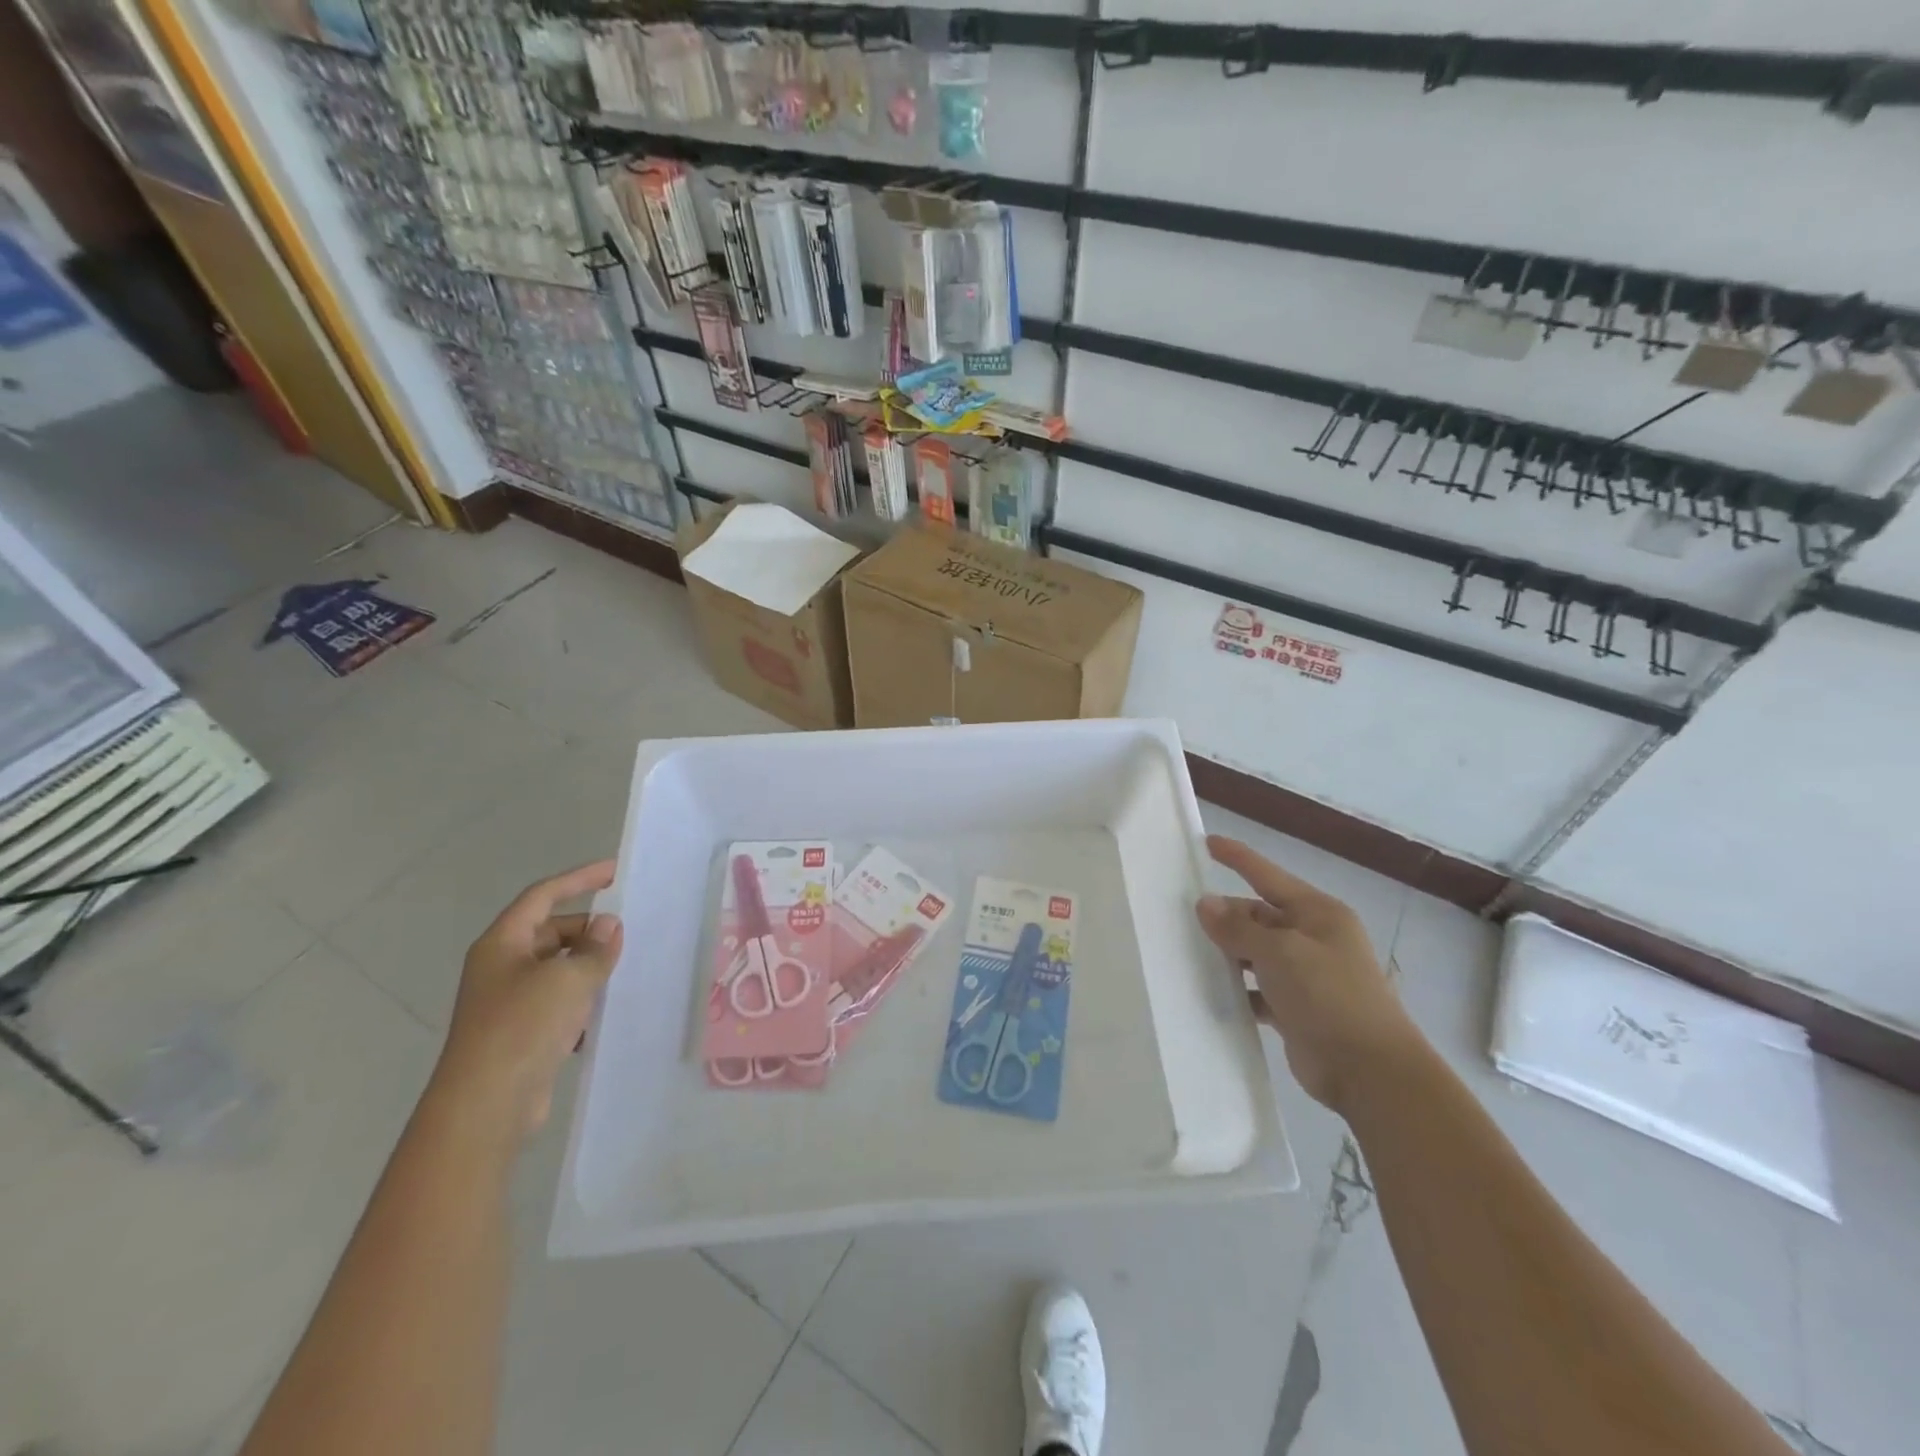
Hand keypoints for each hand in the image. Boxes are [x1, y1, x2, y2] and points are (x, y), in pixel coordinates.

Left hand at [428, 860, 623, 1140]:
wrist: (486, 1106)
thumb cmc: (523, 1027)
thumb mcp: (568, 978)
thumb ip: (594, 948)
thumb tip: (608, 925)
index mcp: (502, 943)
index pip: (543, 896)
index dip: (579, 879)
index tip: (615, 872)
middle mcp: (501, 967)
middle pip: (550, 931)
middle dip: (588, 929)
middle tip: (627, 933)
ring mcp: (509, 1002)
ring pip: (556, 968)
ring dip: (588, 966)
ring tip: (625, 968)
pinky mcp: (521, 1034)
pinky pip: (558, 1002)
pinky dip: (582, 999)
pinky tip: (607, 1010)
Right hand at [1195, 836, 1418, 1114]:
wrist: (1370, 1072)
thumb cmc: (1329, 996)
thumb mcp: (1280, 953)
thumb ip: (1239, 928)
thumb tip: (1206, 903)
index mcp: (1318, 913)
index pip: (1268, 875)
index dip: (1238, 858)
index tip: (1206, 842)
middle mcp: (1314, 938)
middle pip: (1259, 916)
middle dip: (1226, 916)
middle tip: (1182, 917)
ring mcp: (1307, 975)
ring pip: (1256, 953)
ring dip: (1229, 954)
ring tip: (1187, 952)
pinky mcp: (1298, 1009)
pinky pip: (1259, 988)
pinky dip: (1239, 989)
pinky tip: (1213, 992)